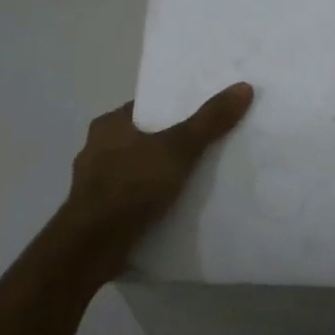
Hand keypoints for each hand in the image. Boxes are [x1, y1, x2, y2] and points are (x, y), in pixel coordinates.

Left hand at [52, 82, 254, 278]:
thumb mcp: (178, 148)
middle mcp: (96, 149)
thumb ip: (209, 121)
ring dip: (158, 176)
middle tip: (205, 148)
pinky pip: (131, 199)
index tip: (201, 116)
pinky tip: (171, 209)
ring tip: (193, 181)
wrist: (92, 247)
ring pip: (136, 171)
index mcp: (108, 125)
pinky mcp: (98, 214)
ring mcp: (94, 184)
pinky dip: (149, 202)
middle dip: (168, 144)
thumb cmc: (131, 185)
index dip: (173, 110)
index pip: (146, 108)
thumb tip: (243, 87)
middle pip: (142, 139)